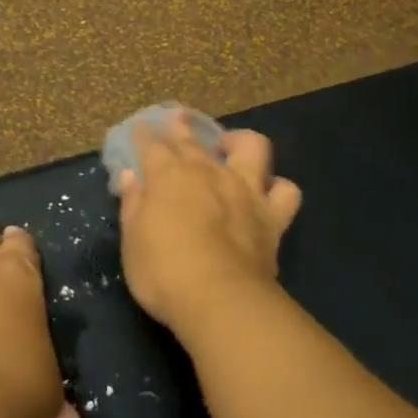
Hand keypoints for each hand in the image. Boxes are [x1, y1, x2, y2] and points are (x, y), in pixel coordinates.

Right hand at [117, 114, 301, 339]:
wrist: (219, 299)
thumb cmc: (163, 271)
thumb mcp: (133, 241)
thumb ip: (133, 204)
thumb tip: (132, 176)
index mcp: (168, 176)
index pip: (152, 146)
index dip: (144, 136)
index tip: (140, 130)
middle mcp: (208, 172)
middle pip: (193, 140)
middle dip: (182, 126)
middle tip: (177, 118)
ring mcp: (245, 190)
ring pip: (252, 147)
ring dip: (240, 142)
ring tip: (231, 146)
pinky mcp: (273, 215)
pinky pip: (285, 191)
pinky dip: (277, 189)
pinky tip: (268, 193)